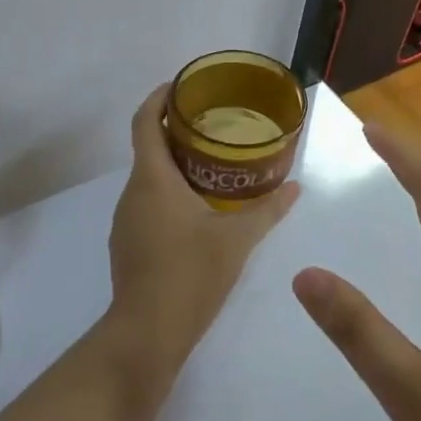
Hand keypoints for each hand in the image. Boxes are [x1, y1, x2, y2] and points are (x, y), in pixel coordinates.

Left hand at [105, 86, 300, 386]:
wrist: (147, 335)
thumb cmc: (190, 274)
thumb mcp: (238, 239)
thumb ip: (268, 209)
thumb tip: (296, 187)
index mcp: (152, 179)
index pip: (144, 121)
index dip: (159, 97)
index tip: (182, 86)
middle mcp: (132, 193)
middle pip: (148, 147)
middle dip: (176, 131)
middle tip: (215, 126)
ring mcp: (125, 221)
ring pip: (148, 178)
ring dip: (174, 165)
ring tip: (212, 164)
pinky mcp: (128, 245)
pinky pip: (147, 203)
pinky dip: (168, 193)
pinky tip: (197, 209)